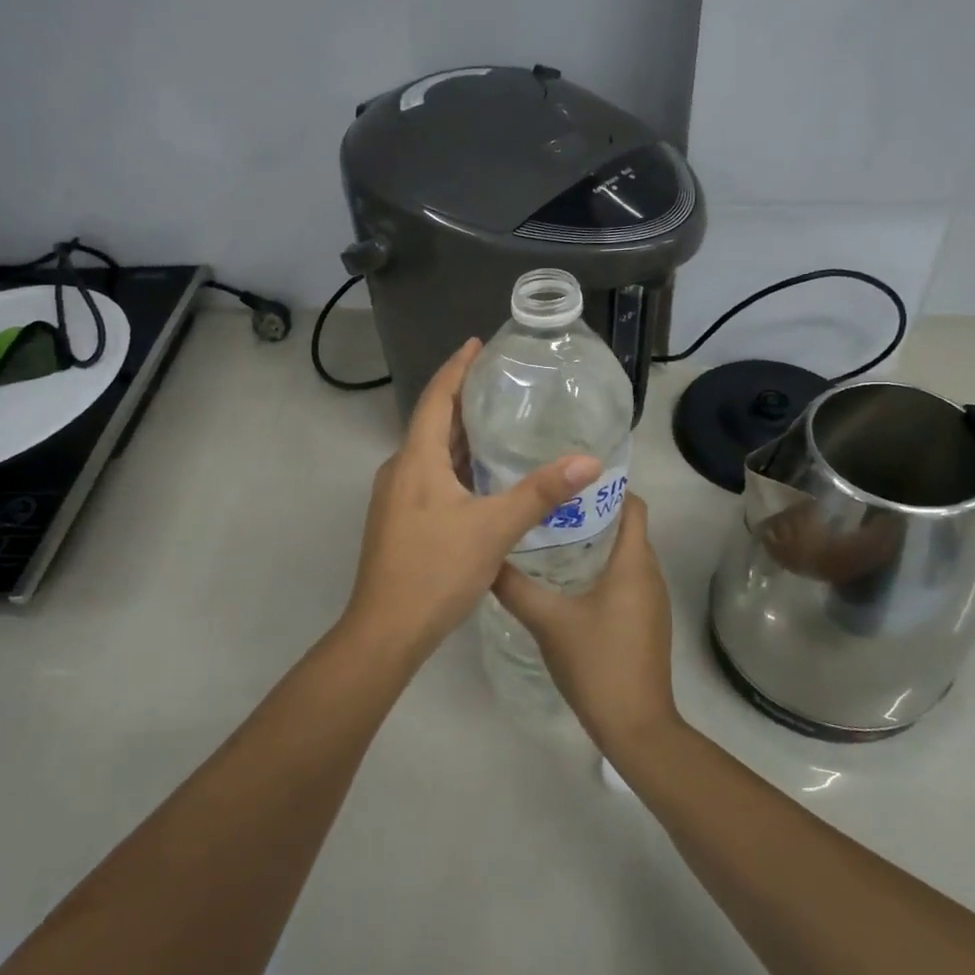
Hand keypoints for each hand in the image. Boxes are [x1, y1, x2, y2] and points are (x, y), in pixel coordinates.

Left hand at [343, 339, 601, 653]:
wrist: (386, 630)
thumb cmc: (436, 570)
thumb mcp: (494, 529)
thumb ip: (540, 493)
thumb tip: (589, 461)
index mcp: (417, 460)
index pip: (436, 398)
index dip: (456, 368)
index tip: (476, 343)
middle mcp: (400, 470)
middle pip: (432, 422)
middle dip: (462, 398)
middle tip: (499, 382)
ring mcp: (396, 497)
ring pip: (430, 453)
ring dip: (459, 435)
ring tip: (496, 422)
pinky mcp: (399, 521)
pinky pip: (429, 477)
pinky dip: (455, 465)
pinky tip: (481, 477)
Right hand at [491, 493, 679, 752]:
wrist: (635, 726)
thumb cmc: (597, 663)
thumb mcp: (547, 621)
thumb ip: (514, 586)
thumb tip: (485, 556)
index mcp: (633, 562)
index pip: (633, 504)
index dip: (606, 486)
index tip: (568, 479)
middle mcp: (649, 573)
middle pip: (626, 526)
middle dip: (590, 511)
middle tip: (547, 504)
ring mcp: (650, 599)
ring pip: (624, 554)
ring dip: (594, 541)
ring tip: (550, 534)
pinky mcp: (645, 620)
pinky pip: (624, 578)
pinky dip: (600, 568)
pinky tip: (565, 579)